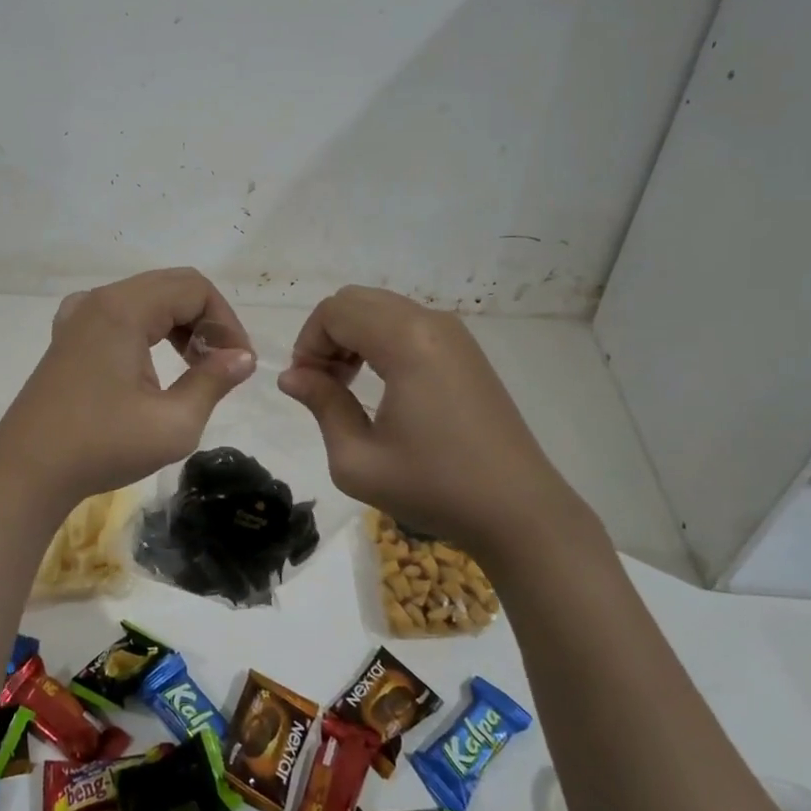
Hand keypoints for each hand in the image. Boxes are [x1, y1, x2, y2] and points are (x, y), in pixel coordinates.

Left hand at [0, 268, 256, 512]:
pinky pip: (119, 313)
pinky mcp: (68, 337)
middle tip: (221, 364)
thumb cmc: (101, 446)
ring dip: (179, 324)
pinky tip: (151, 362)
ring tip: (194, 367)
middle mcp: (100, 300)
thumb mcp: (173, 423)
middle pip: (171, 286)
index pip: (195, 289)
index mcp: (124, 309)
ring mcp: (78, 316)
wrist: (26, 473)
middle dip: (206, 320)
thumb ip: (213, 382)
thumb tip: (243, 358)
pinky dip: (147, 328)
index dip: (226, 322)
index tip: (238, 364)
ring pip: (146, 298)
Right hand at [277, 286, 580, 556]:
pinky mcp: (466, 349)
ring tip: (348, 386)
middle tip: (324, 384)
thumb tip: (292, 377)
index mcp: (406, 342)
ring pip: (381, 308)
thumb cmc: (434, 487)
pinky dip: (379, 340)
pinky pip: (407, 322)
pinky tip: (381, 383)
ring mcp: (454, 333)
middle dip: (327, 335)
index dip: (308, 343)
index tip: (306, 387)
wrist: (518, 510)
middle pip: (356, 300)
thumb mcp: (357, 460)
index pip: (335, 311)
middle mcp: (431, 322)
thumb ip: (321, 405)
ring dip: (352, 336)